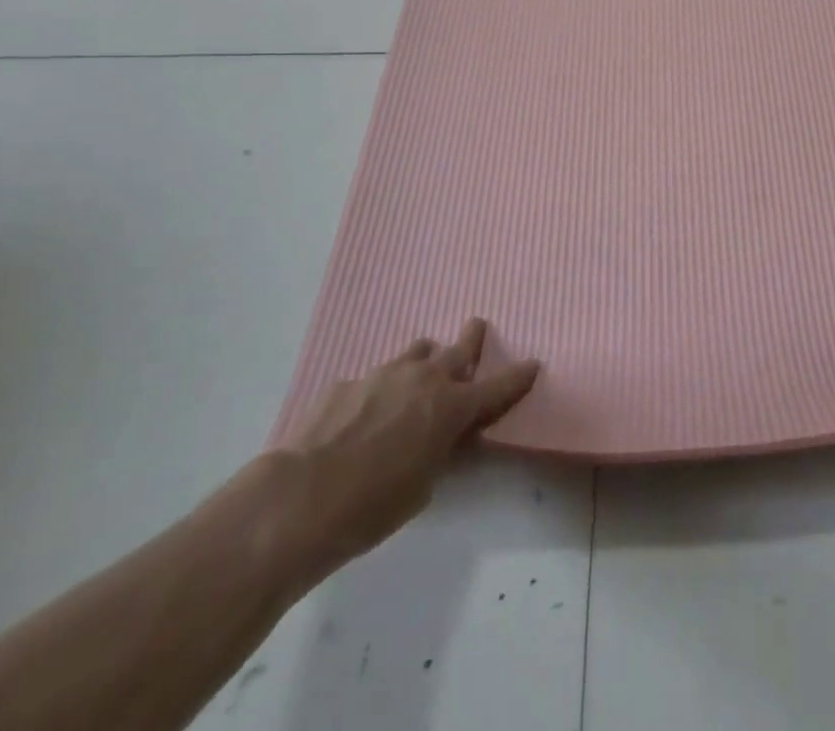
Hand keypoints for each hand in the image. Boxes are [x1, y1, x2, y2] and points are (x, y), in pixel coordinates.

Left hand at [272, 320, 538, 574]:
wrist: (300, 499)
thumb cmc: (373, 506)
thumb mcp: (423, 485)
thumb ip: (439, 450)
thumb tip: (438, 435)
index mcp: (451, 407)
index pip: (498, 387)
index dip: (518, 377)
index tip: (533, 363)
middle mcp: (424, 379)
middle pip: (458, 349)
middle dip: (472, 340)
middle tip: (476, 328)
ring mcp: (384, 374)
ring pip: (417, 352)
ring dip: (425, 358)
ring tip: (421, 369)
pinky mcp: (348, 383)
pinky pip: (375, 378)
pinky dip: (381, 389)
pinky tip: (364, 414)